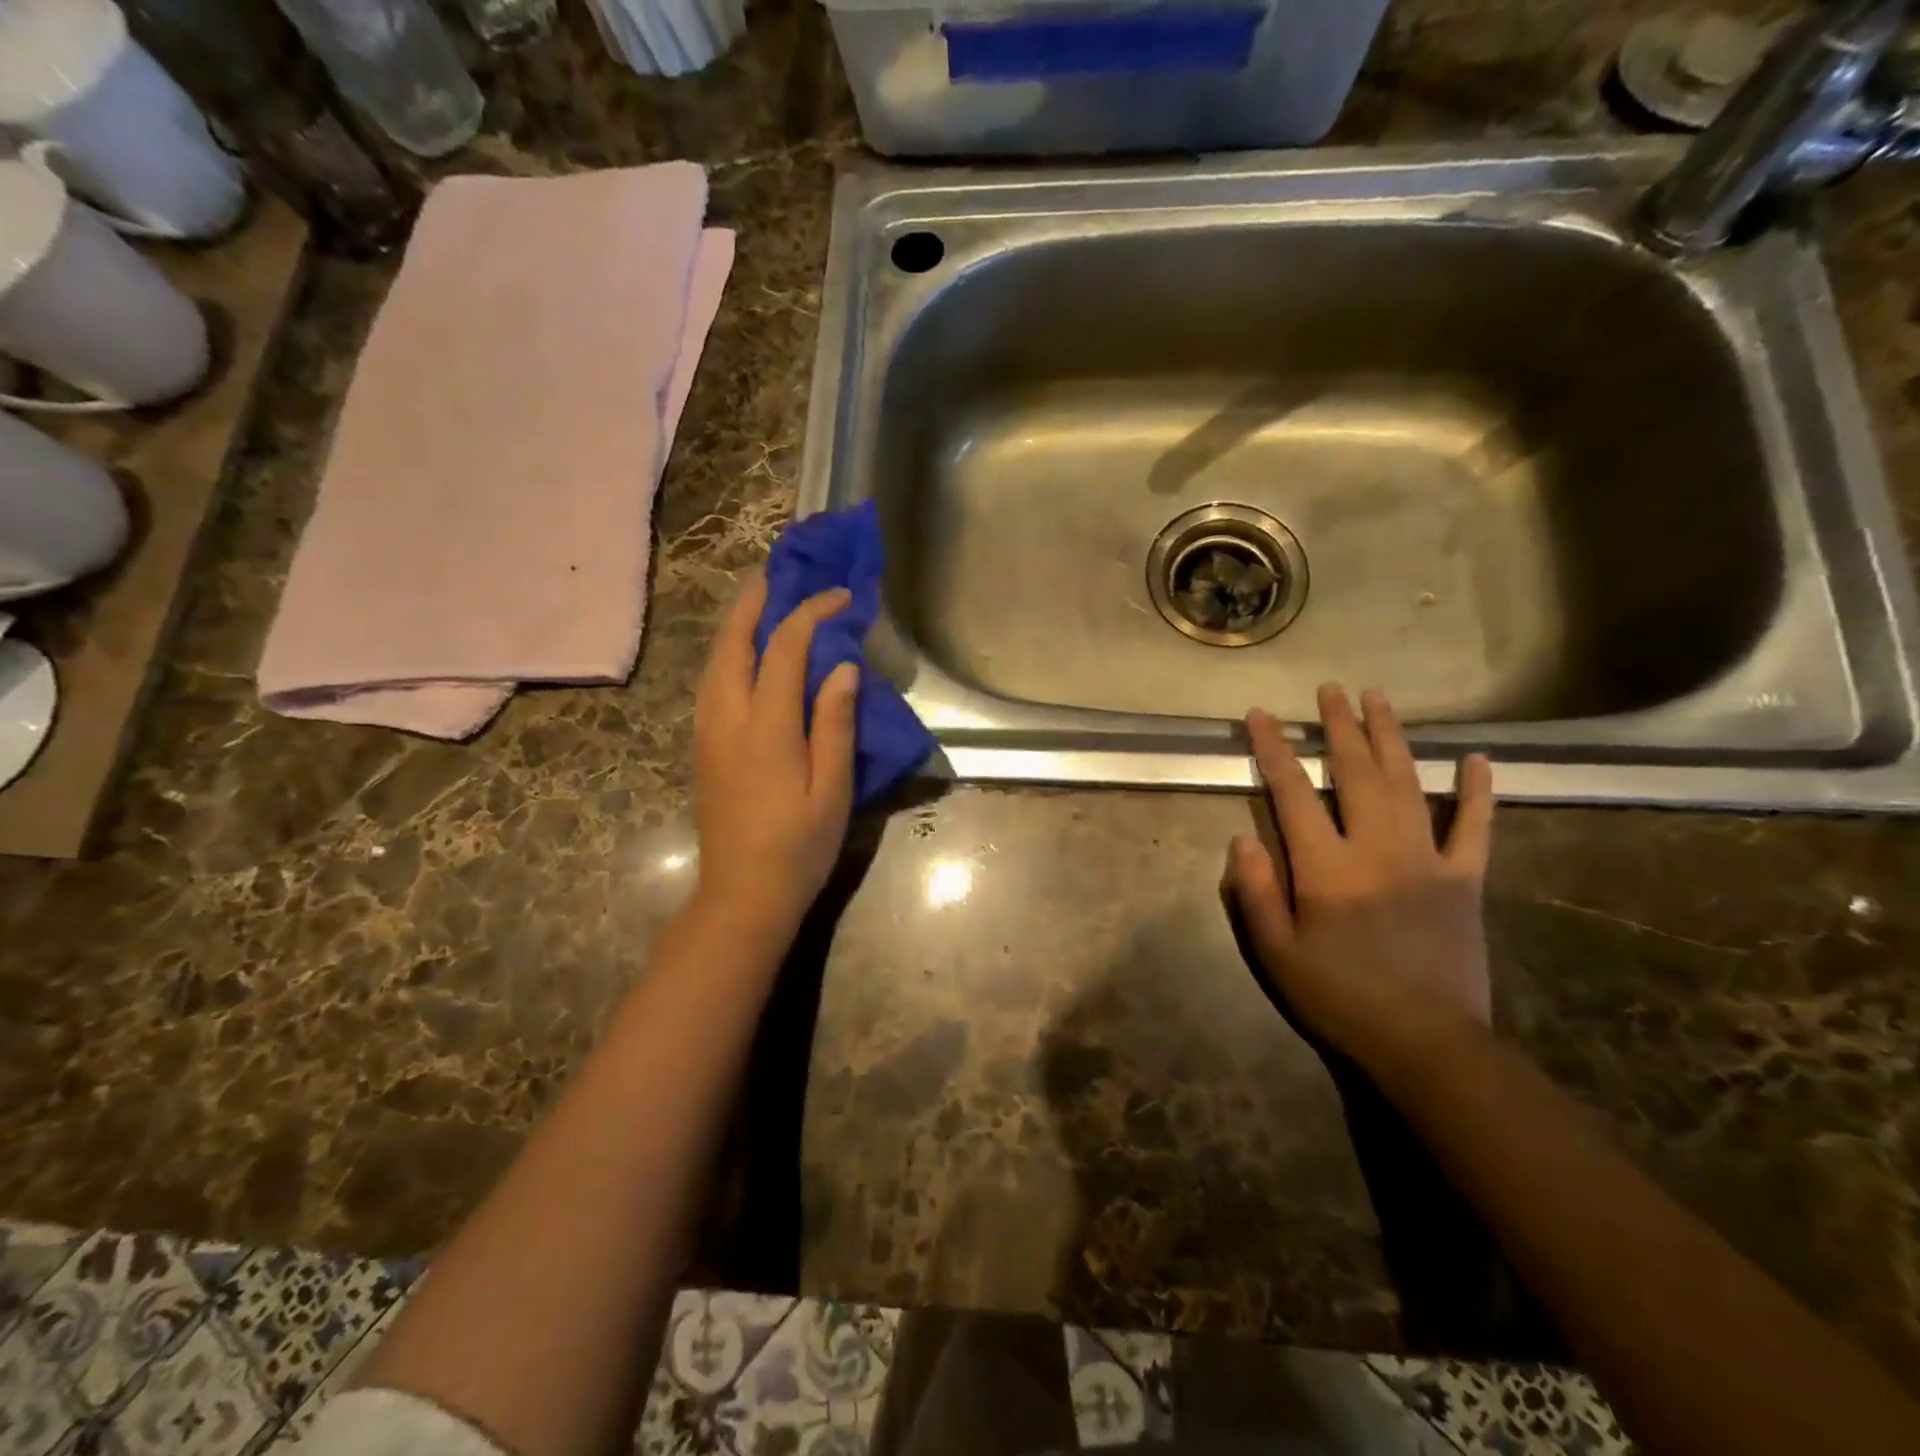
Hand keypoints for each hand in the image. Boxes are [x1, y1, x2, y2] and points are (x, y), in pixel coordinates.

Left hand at [692, 572, 858, 935]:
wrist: (742, 895)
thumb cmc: (799, 846)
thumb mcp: (832, 789)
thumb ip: (835, 724)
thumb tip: (842, 668)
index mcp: (766, 727)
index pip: (786, 649)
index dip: (812, 614)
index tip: (841, 598)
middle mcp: (727, 718)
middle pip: (733, 643)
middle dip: (753, 602)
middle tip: (775, 572)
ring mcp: (707, 733)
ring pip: (714, 661)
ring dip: (734, 624)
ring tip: (757, 602)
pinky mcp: (702, 748)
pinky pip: (710, 683)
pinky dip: (726, 654)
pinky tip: (741, 655)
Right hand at [1222, 685, 1495, 1079]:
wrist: (1428, 1043)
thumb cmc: (1341, 997)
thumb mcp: (1277, 954)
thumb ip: (1257, 894)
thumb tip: (1242, 840)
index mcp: (1327, 867)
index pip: (1293, 793)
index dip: (1274, 749)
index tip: (1261, 715)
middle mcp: (1376, 849)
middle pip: (1357, 772)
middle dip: (1338, 726)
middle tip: (1329, 689)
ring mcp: (1427, 860)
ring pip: (1408, 783)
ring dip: (1391, 737)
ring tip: (1377, 698)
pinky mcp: (1465, 880)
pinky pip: (1475, 828)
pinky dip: (1478, 792)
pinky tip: (1477, 759)